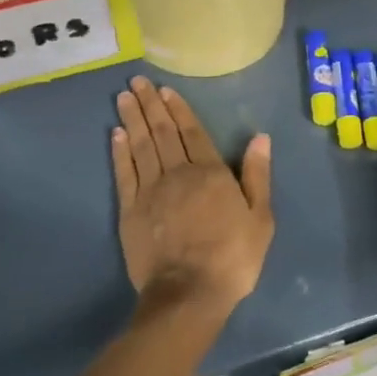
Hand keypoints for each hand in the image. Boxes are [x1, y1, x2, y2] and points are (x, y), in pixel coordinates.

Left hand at [112, 76, 273, 312]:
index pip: (192, 132)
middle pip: (162, 132)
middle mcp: (178, 173)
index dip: (178, 110)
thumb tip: (260, 138)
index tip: (165, 90)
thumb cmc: (233, 258)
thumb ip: (258, 176)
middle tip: (136, 81)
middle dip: (149, 105)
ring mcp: (150, 191)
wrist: (189, 293)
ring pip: (140, 146)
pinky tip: (116, 134)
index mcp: (211, 173)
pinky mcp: (130, 211)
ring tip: (123, 96)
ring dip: (132, 119)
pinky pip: (124, 173)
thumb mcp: (260, 219)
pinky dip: (119, 151)